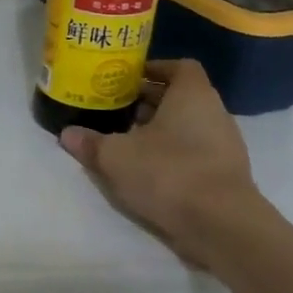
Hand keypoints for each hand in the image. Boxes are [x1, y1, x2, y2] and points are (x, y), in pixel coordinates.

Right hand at [57, 59, 267, 268]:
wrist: (221, 225)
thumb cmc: (168, 173)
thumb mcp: (115, 156)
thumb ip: (90, 142)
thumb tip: (67, 134)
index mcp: (192, 95)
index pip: (180, 67)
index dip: (154, 68)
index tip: (128, 79)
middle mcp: (214, 113)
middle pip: (180, 97)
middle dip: (148, 101)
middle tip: (115, 109)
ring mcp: (224, 145)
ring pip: (187, 125)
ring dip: (158, 130)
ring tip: (125, 140)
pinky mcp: (225, 174)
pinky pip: (194, 151)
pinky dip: (171, 153)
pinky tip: (146, 169)